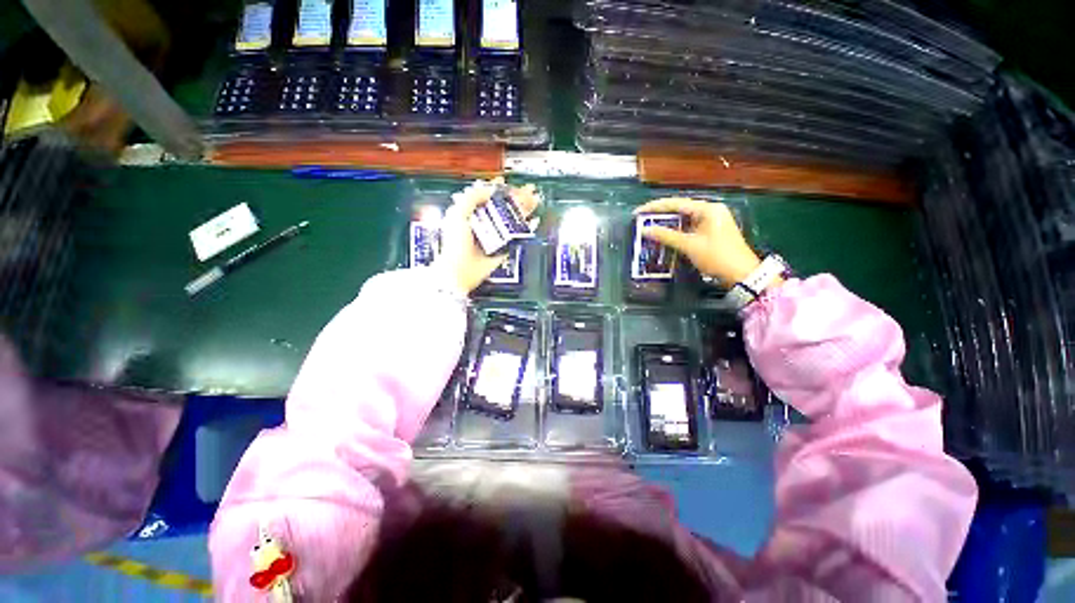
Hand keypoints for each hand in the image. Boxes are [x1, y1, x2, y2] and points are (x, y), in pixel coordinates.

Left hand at [435, 178, 540, 294]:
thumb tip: (488, 189)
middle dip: (516, 198)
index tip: (505, 183)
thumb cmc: (454, 244)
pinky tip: (533, 221)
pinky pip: (518, 237)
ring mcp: (495, 236)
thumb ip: (471, 198)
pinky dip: (526, 229)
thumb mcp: (457, 214)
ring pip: (512, 220)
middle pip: (503, 207)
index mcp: (471, 214)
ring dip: (523, 210)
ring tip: (534, 200)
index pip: (486, 197)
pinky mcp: (504, 248)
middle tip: (528, 191)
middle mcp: (484, 224)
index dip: (496, 189)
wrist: (460, 270)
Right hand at [634, 197, 760, 283]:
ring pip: (683, 220)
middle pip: (679, 210)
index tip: (638, 213)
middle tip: (641, 221)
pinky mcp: (710, 232)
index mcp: (708, 209)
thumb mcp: (690, 245)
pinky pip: (688, 228)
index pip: (676, 203)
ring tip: (648, 229)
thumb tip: (645, 230)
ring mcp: (711, 222)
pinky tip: (664, 237)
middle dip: (659, 216)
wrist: (742, 274)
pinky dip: (676, 232)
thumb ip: (666, 236)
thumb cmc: (717, 256)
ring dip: (666, 225)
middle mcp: (710, 211)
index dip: (654, 207)